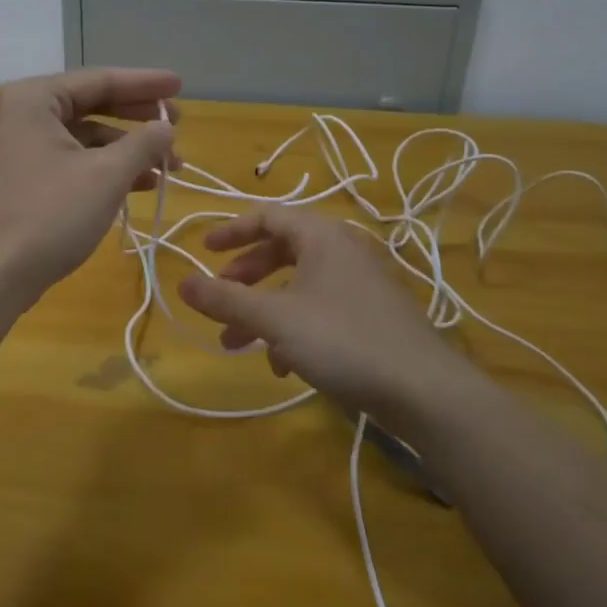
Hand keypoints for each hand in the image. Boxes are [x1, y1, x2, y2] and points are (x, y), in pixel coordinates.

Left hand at [0, 68, 180, 304]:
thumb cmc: (48, 215)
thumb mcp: (106, 176)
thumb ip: (142, 144)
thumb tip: (166, 127)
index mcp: (33, 99)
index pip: (99, 80)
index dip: (145, 83)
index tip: (180, 85)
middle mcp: (21, 116)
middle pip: (91, 105)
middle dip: (138, 118)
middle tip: (178, 124)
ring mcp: (18, 150)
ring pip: (83, 139)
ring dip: (126, 150)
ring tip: (169, 166)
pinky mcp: (21, 181)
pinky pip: (71, 162)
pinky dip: (104, 170)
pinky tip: (138, 186)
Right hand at [178, 207, 471, 430]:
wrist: (424, 390)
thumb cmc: (343, 340)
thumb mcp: (275, 319)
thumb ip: (226, 300)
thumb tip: (181, 283)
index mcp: (322, 236)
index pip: (268, 216)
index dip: (231, 231)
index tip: (203, 251)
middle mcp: (343, 250)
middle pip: (282, 251)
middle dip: (245, 277)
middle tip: (220, 298)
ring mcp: (361, 283)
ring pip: (299, 286)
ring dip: (264, 310)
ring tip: (237, 344)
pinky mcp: (372, 315)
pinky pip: (321, 309)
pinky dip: (294, 328)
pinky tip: (282, 364)